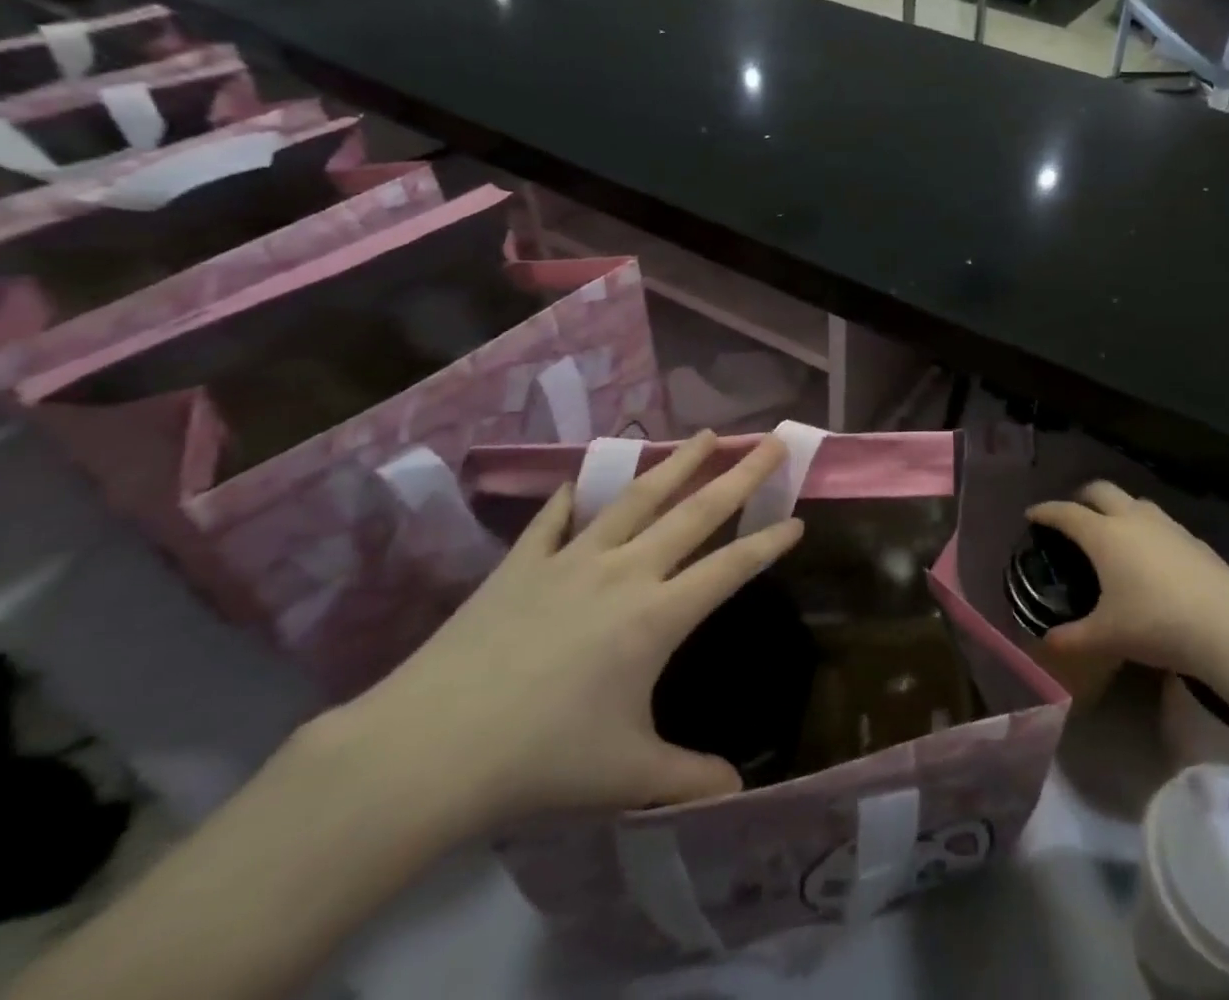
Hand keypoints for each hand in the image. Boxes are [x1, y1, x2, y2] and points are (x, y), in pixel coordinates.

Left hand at [316, 431, 802, 833]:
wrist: (430, 748)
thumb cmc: (541, 761)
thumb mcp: (625, 775)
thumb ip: (688, 777)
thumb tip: (737, 792)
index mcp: (658, 616)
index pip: (731, 567)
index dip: (769, 543)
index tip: (798, 519)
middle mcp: (625, 572)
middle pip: (696, 512)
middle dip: (741, 475)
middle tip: (772, 440)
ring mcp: (572, 560)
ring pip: (637, 498)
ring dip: (676, 464)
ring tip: (705, 435)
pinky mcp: (522, 564)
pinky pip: (554, 519)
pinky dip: (571, 498)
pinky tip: (580, 482)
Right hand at [1027, 481, 1228, 682]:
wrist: (1227, 627)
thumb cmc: (1155, 625)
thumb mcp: (1106, 637)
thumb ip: (1072, 638)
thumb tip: (1048, 641)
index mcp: (1104, 535)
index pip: (1066, 513)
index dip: (1046, 511)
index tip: (1032, 514)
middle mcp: (1132, 519)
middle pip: (1101, 490)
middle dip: (1081, 497)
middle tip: (1072, 515)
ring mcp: (1167, 525)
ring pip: (1134, 502)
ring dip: (1117, 508)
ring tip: (1112, 532)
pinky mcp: (1193, 539)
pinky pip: (1160, 523)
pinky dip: (1145, 529)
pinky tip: (1152, 556)